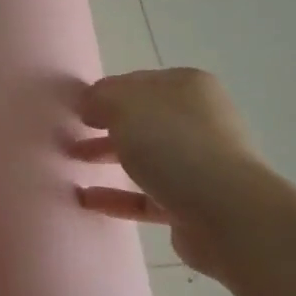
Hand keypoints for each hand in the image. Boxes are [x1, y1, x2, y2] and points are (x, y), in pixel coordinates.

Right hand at [69, 68, 270, 276]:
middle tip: (69, 135)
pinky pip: (146, 196)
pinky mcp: (192, 204)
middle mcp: (198, 121)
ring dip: (108, 158)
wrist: (226, 213)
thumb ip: (100, 97)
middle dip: (104, 126)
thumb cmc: (174, 145)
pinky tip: (86, 199)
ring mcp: (198, 164)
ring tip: (71, 163)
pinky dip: (117, 196)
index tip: (74, 109)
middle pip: (141, 119)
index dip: (104, 93)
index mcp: (188, 87)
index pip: (137, 83)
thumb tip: (90, 104)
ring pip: (144, 157)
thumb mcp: (125, 106)